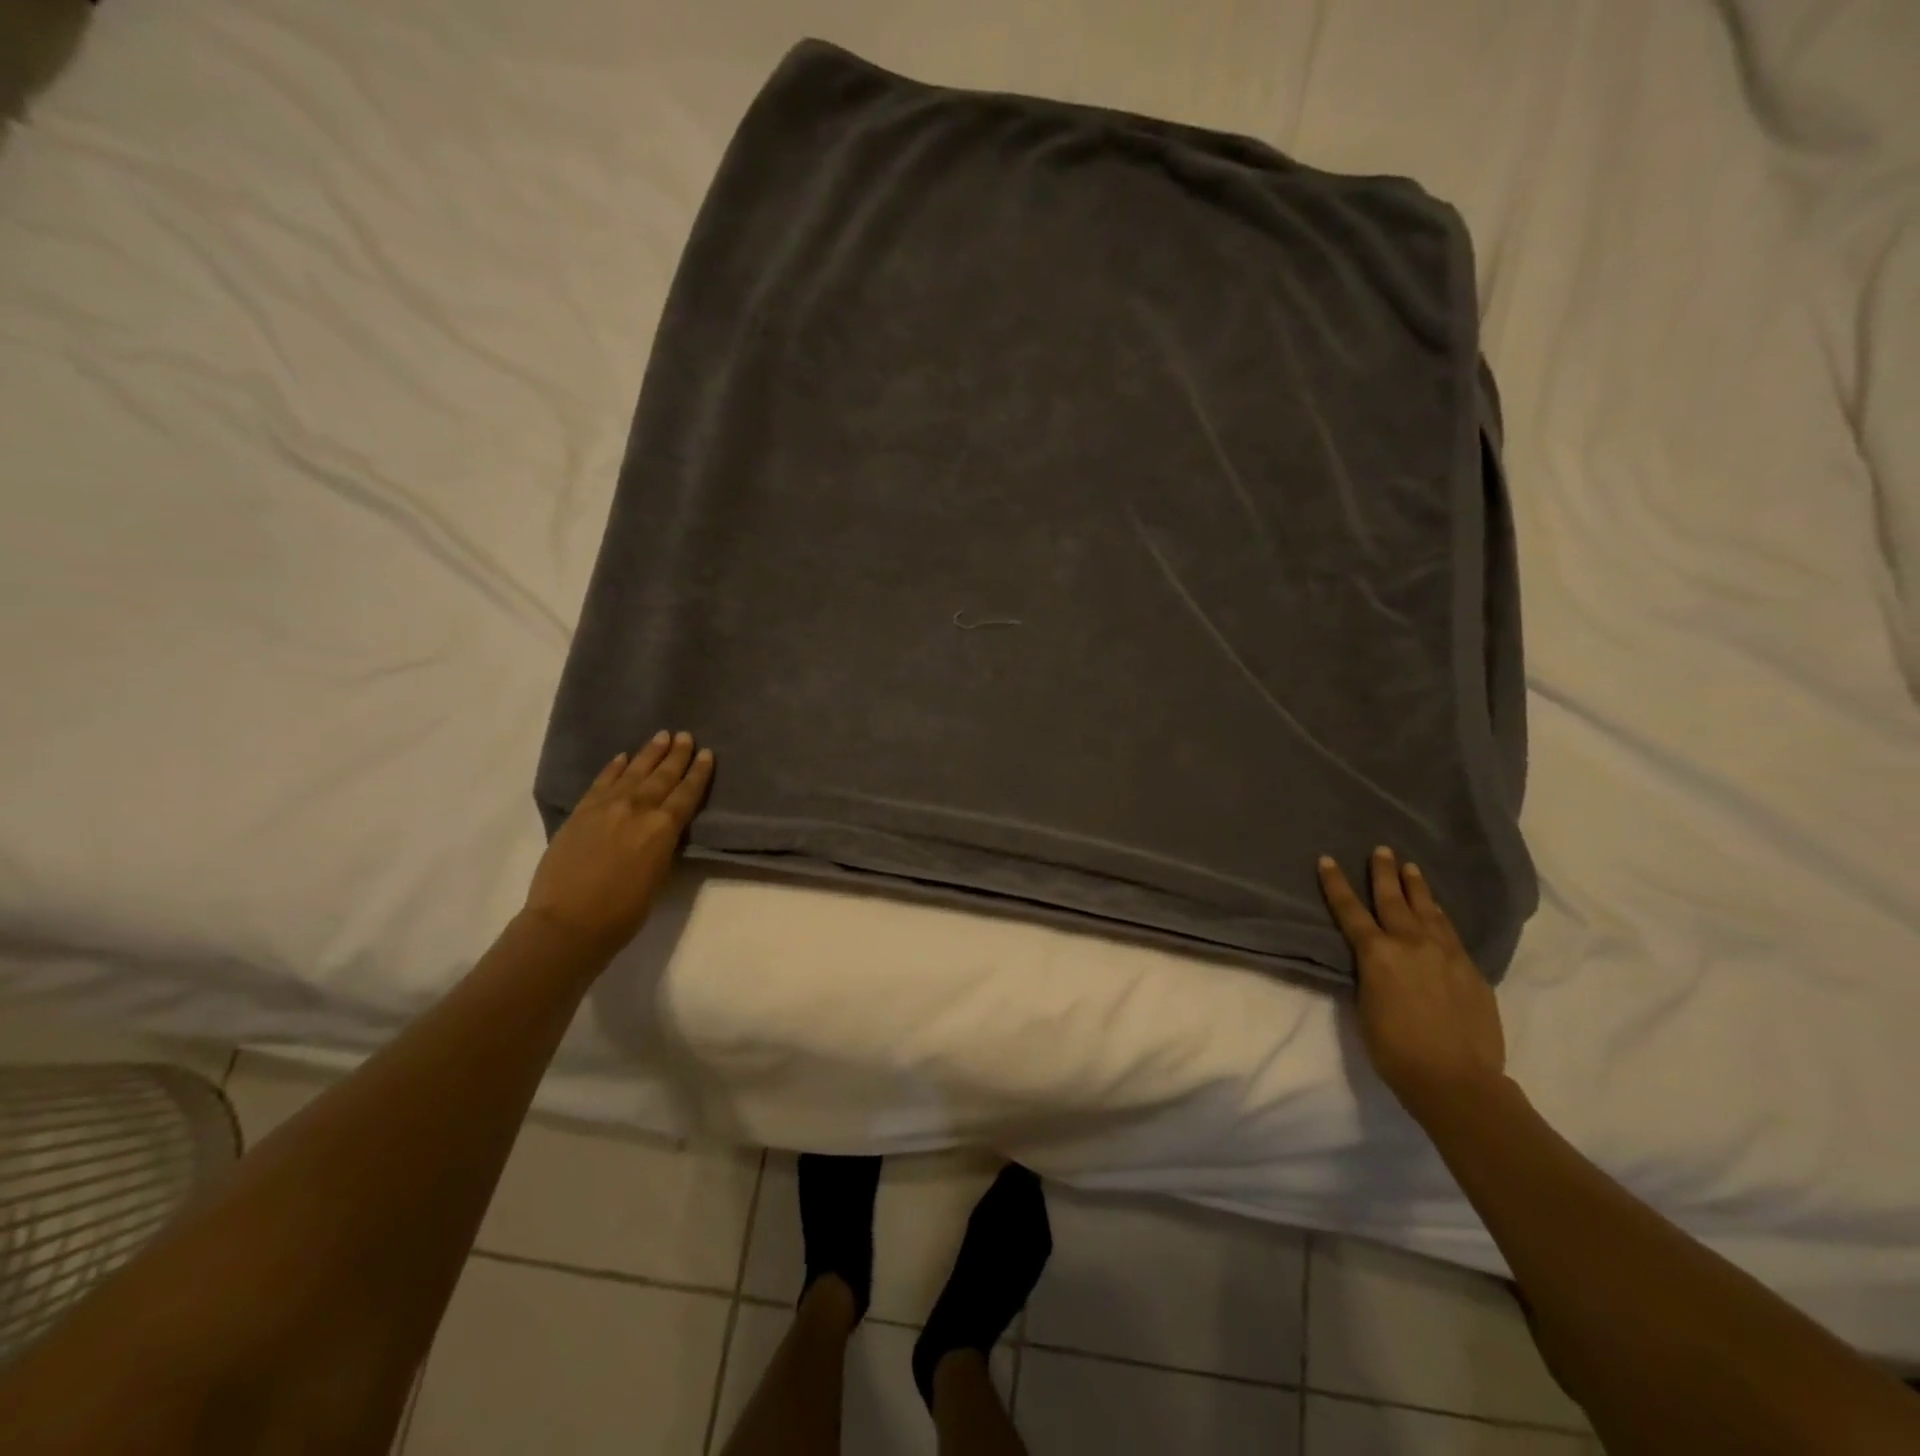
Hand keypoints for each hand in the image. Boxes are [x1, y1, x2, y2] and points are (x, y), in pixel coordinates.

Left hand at [525, 731, 714, 952]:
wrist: (568, 921)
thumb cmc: (624, 911)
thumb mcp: (659, 876)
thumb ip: (664, 844)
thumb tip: (664, 827)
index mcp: (663, 828)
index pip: (687, 793)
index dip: (699, 772)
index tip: (707, 754)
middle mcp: (638, 809)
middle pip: (662, 776)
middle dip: (677, 755)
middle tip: (685, 736)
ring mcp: (606, 806)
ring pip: (633, 771)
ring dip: (649, 753)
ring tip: (661, 736)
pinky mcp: (581, 811)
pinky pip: (602, 781)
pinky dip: (614, 767)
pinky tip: (622, 757)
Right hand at [1317, 846, 1505, 1124]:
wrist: (1456, 1079)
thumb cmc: (1395, 1049)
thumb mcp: (1365, 1006)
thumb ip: (1370, 974)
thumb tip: (1375, 961)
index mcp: (1377, 954)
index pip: (1350, 911)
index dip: (1336, 884)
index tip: (1327, 860)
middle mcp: (1411, 944)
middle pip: (1393, 900)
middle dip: (1383, 873)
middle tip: (1381, 850)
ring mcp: (1446, 954)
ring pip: (1429, 911)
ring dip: (1417, 888)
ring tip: (1411, 868)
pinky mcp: (1471, 970)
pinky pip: (1451, 933)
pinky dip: (1440, 916)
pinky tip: (1438, 911)